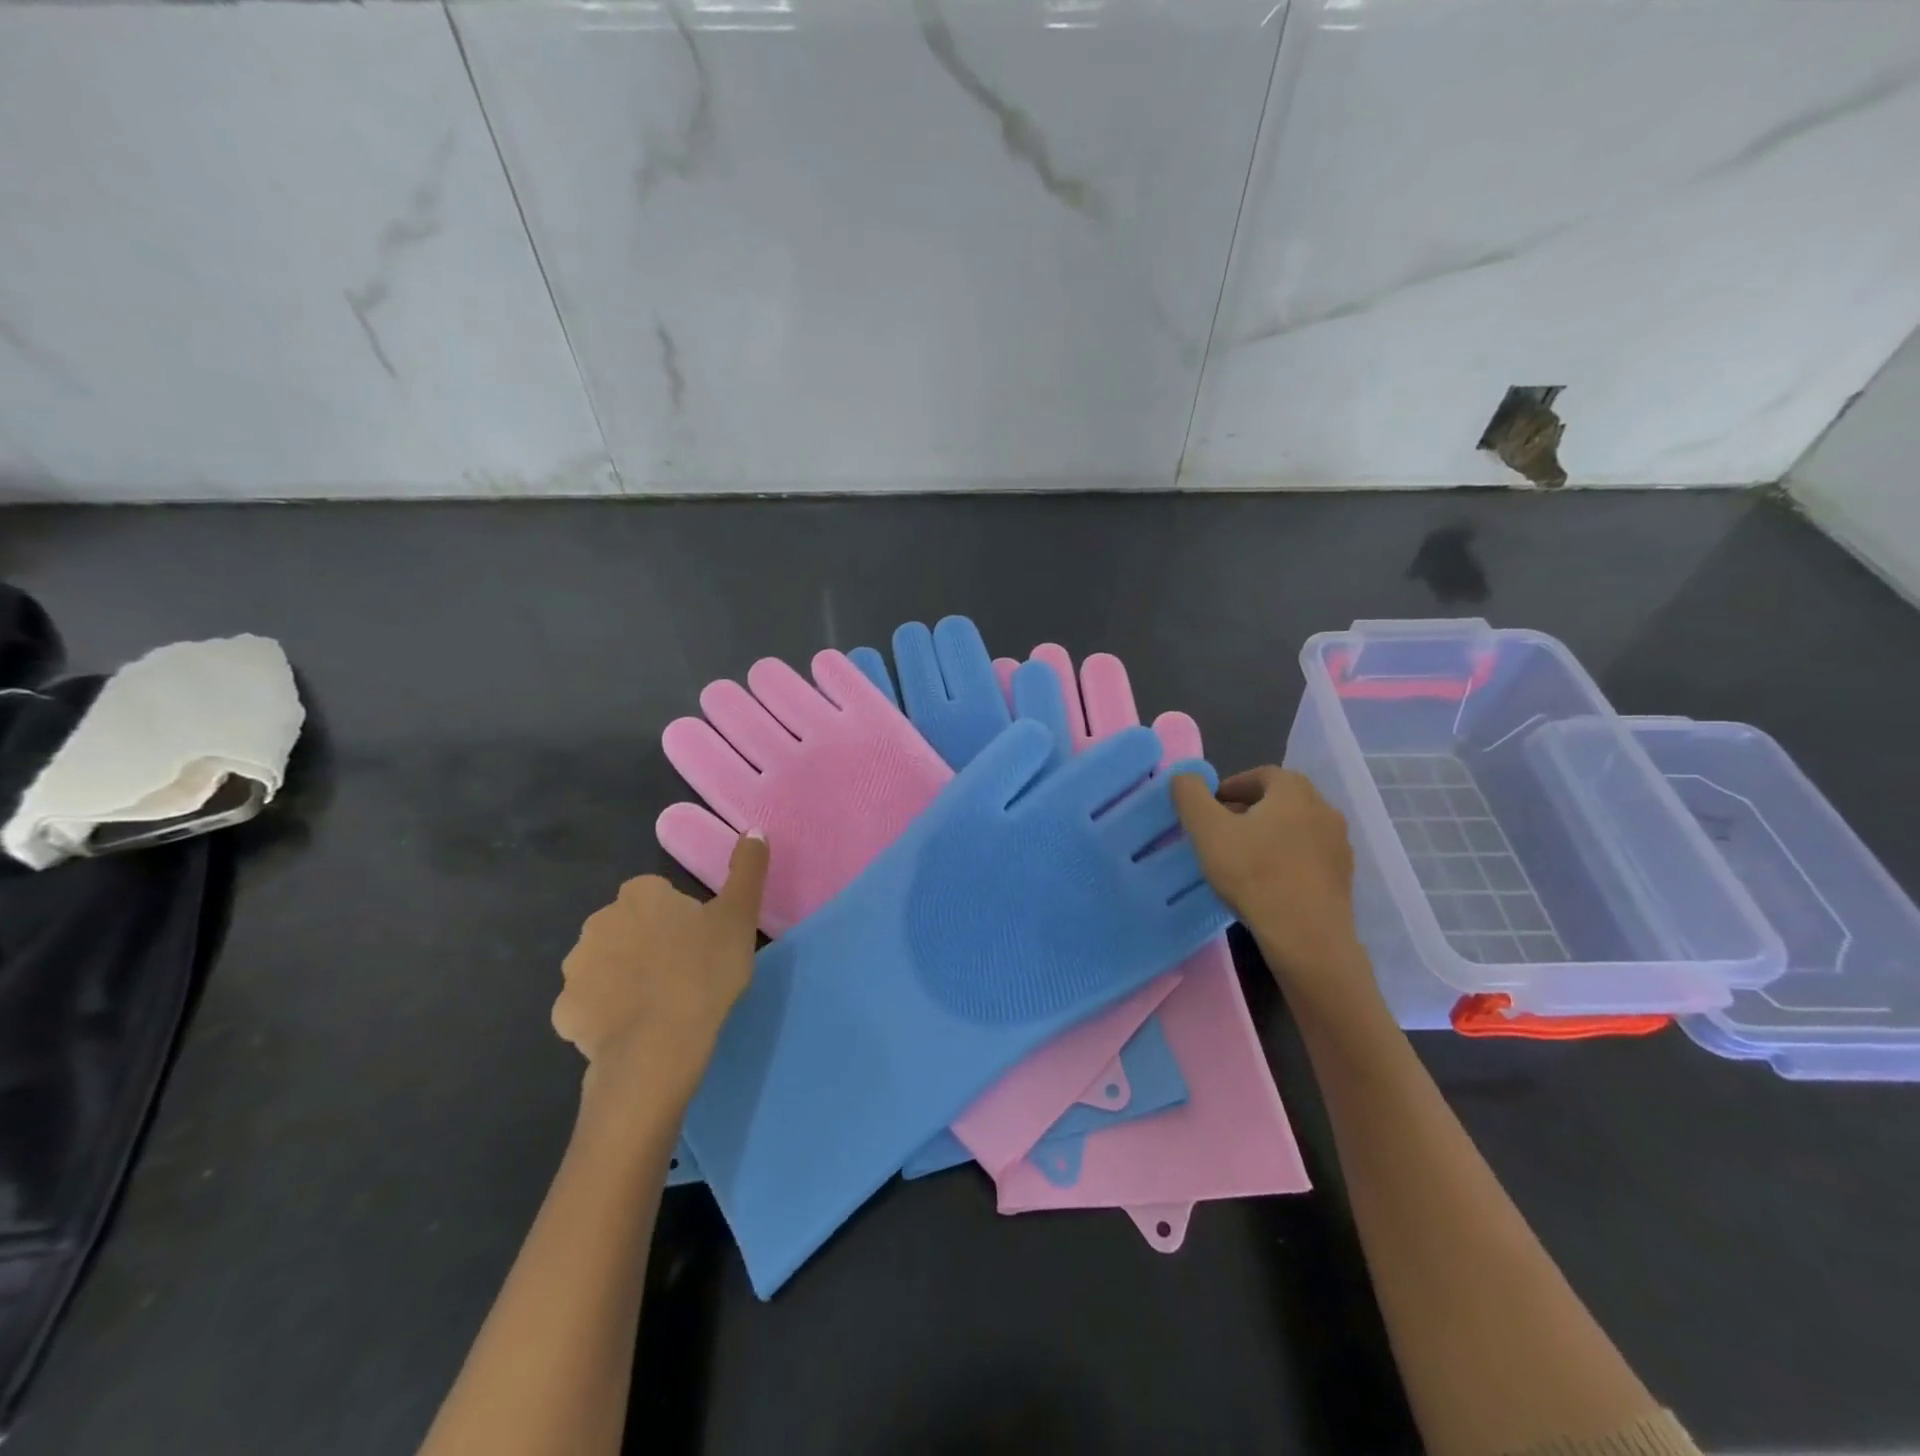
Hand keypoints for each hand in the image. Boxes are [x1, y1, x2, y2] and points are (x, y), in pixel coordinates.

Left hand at [553, 834, 768, 1106]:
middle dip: (648, 943)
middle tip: (684, 972)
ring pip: (605, 965)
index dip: (680, 918)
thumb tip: (754, 830)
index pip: (658, 896)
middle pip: (628, 927)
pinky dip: (605, 1014)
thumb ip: (747, 870)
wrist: (659, 1046)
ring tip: (660, 1004)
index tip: (699, 943)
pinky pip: (588, 1006)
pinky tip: (632, 1029)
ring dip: (624, 976)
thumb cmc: (704, 972)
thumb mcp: (739, 917)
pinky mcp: (564, 1012)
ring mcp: (576, 968)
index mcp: (639, 895)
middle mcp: (598, 922)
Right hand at [1171, 767, 1382, 1020]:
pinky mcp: (1342, 876)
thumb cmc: (1255, 875)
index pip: (1260, 774)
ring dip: (1268, 834)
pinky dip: (1285, 859)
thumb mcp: (1208, 830)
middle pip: (1279, 799)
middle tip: (1219, 831)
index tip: (1208, 808)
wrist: (1308, 938)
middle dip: (1248, 809)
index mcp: (1294, 790)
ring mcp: (1338, 844)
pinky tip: (1266, 882)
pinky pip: (1307, 856)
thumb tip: (1184, 775)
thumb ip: (1190, 795)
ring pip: (1294, 828)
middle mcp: (1323, 809)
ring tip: (1240, 858)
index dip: (1230, 786)